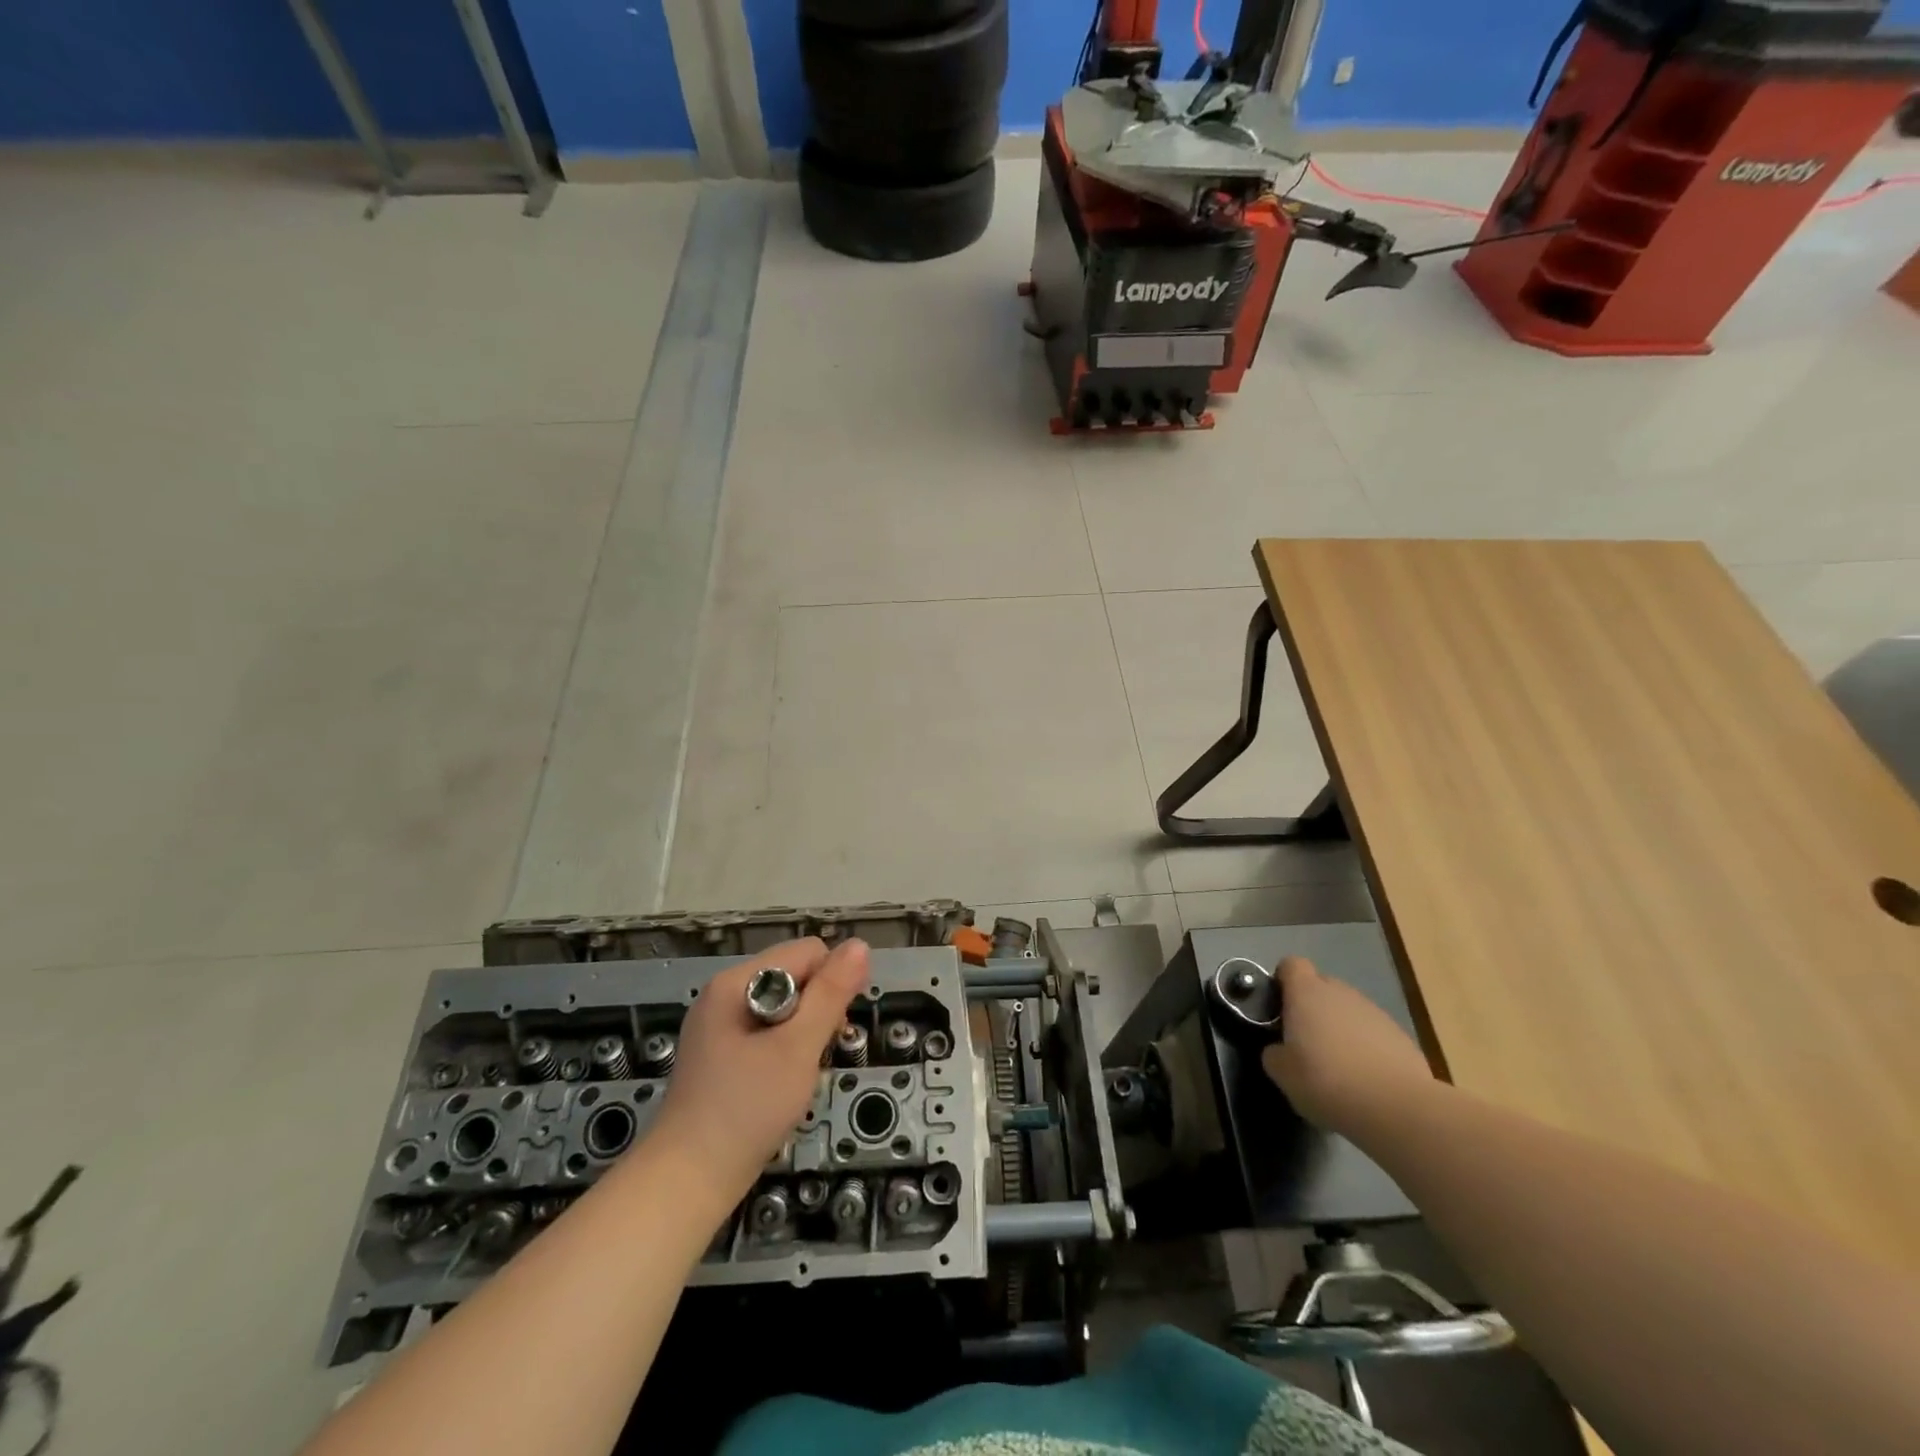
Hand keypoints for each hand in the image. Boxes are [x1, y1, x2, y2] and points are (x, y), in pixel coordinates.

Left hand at [650, 937, 869, 1204]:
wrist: (688, 1182)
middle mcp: (724, 994)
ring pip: (785, 1007)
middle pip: (795, 976)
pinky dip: (784, 1051)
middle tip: (812, 1058)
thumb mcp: (798, 1048)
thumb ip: (831, 994)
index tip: (830, 1032)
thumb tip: (860, 945)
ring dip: (802, 1035)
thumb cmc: (747, 1110)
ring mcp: (718, 1025)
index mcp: (736, 982)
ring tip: (796, 1075)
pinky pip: (767, 1032)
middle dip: (816, 1011)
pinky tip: (779, 1085)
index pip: (807, 953)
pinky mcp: (719, 1054)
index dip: (830, 985)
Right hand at [1260, 956, 1434, 1134]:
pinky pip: (1373, 1033)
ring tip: (1338, 1066)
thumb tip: (1279, 1050)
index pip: (1291, 965)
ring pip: (1349, 1010)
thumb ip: (1274, 1053)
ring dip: (1340, 1028)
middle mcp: (1340, 992)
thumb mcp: (1282, 1073)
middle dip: (1312, 1007)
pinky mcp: (1402, 1036)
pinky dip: (1366, 1047)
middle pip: (1321, 986)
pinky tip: (1365, 1078)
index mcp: (1306, 992)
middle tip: (1304, 1041)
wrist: (1398, 1108)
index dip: (1283, 981)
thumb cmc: (1327, 1081)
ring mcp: (1375, 1012)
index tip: (1279, 1007)